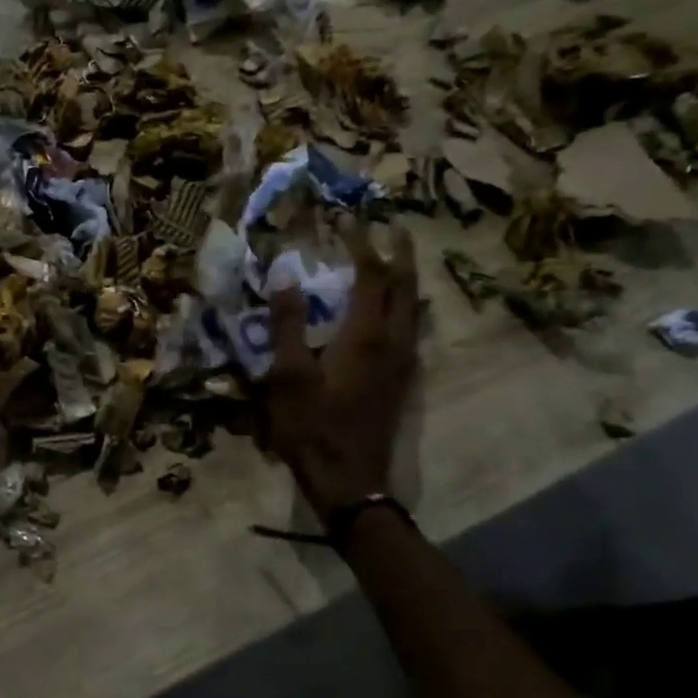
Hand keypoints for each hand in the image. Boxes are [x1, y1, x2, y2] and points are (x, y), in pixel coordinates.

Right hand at [266, 222, 419, 512]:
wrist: (348, 480)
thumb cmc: (311, 425)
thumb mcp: (287, 374)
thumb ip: (288, 324)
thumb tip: (285, 276)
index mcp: (365, 335)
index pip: (370, 275)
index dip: (361, 243)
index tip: (349, 217)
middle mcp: (393, 342)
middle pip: (403, 287)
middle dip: (398, 254)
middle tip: (392, 227)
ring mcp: (401, 363)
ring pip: (412, 309)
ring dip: (406, 279)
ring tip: (397, 260)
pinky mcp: (400, 381)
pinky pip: (410, 329)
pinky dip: (405, 306)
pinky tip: (395, 312)